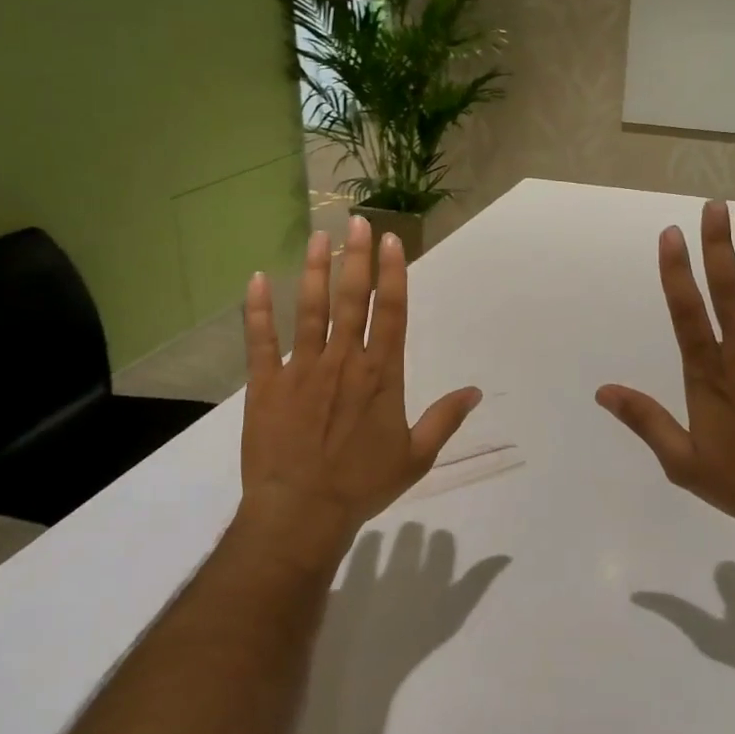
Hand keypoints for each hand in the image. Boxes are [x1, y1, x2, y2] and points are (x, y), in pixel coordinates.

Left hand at [239, 217, 480, 571]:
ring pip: (311, 309)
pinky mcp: (266, 383)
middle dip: (357, 257)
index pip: (392, 312)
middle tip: (358, 221)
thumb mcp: (416, 456)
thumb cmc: (362, 485)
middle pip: (353, 299)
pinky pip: (260, 339)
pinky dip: (257, 309)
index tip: (391, 242)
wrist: (302, 512)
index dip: (393, 274)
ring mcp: (301, 368)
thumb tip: (476, 391)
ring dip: (316, 270)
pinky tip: (258, 279)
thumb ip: (444, 419)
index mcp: (381, 374)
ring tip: (320, 236)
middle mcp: (344, 360)